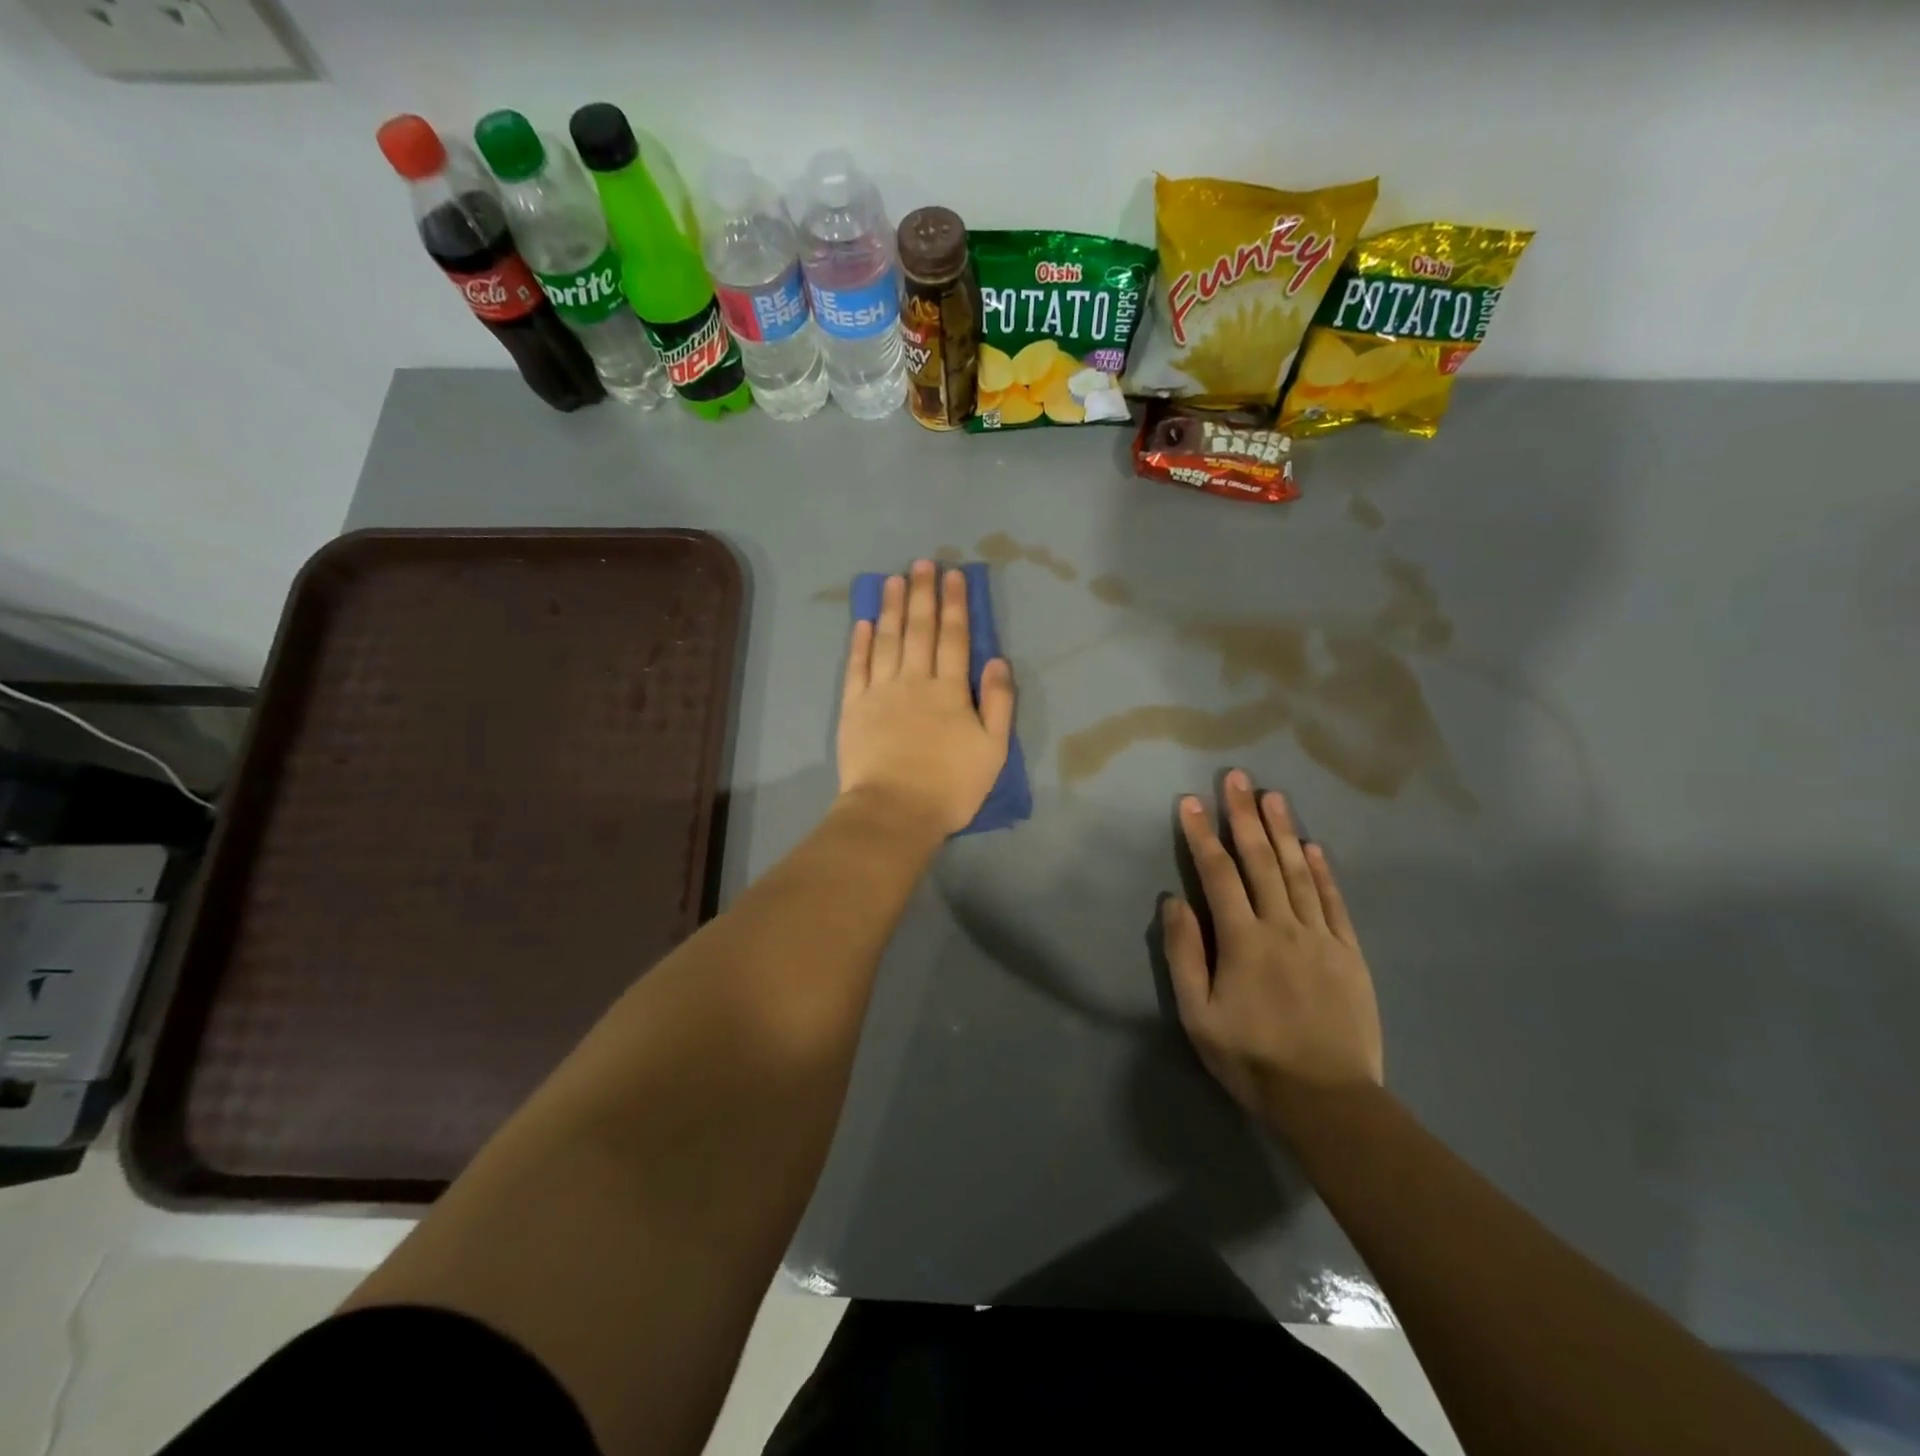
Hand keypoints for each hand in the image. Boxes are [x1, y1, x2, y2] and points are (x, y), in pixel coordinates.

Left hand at [837, 560, 1014, 837]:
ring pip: (887, 640)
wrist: (895, 812)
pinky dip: (860, 643)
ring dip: (892, 608)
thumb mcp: (993, 750)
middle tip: (922, 563)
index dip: (955, 604)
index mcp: (950, 691)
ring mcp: (880, 692)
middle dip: (923, 594)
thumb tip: (997, 660)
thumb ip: (999, 703)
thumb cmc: (950, 786)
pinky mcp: (853, 708)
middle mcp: (914, 681)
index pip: (954, 637)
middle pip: (919, 630)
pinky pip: (857, 667)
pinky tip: (864, 622)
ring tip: (894, 579)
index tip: (954, 576)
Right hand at [1164, 771, 1383, 1126]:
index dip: (1202, 835)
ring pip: (1299, 872)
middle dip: (1244, 816)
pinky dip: (1324, 871)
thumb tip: (1174, 901)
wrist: (1328, 1101)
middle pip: (1261, 861)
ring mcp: (1321, 937)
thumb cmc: (1252, 1058)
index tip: (1190, 801)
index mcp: (1242, 940)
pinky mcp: (1349, 954)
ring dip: (1284, 831)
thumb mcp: (1198, 1014)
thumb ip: (1184, 954)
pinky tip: (1314, 846)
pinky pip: (1334, 902)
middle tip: (1237, 777)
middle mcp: (1282, 927)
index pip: (1218, 874)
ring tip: (1273, 795)